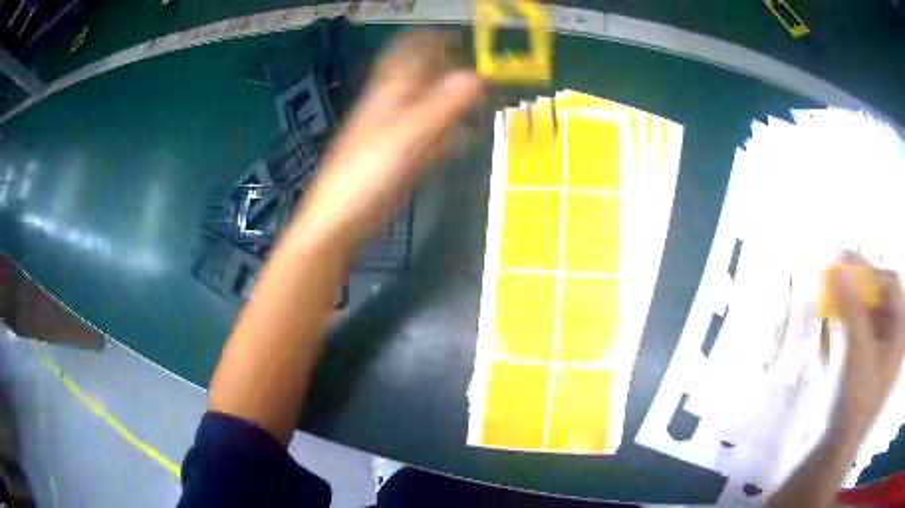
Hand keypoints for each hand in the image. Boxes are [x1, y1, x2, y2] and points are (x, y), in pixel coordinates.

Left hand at [295, 30, 481, 246]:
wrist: (339, 222)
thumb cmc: (364, 176)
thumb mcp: (404, 138)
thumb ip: (440, 107)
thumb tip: (476, 75)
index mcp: (387, 94)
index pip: (406, 53)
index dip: (428, 39)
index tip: (458, 34)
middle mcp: (391, 107)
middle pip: (420, 78)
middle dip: (447, 68)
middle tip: (480, 67)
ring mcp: (396, 134)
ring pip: (426, 107)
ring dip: (451, 100)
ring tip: (481, 96)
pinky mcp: (401, 158)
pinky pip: (429, 137)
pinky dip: (448, 133)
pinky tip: (465, 137)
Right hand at [830, 251, 904, 437]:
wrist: (843, 443)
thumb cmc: (858, 399)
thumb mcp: (858, 352)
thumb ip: (852, 307)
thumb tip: (838, 266)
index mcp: (901, 330)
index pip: (892, 283)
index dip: (871, 273)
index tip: (846, 267)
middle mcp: (898, 332)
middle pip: (884, 295)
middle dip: (863, 285)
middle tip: (840, 274)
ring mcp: (889, 345)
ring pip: (876, 309)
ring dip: (858, 299)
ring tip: (838, 294)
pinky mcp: (878, 356)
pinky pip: (870, 325)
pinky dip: (857, 316)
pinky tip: (843, 315)